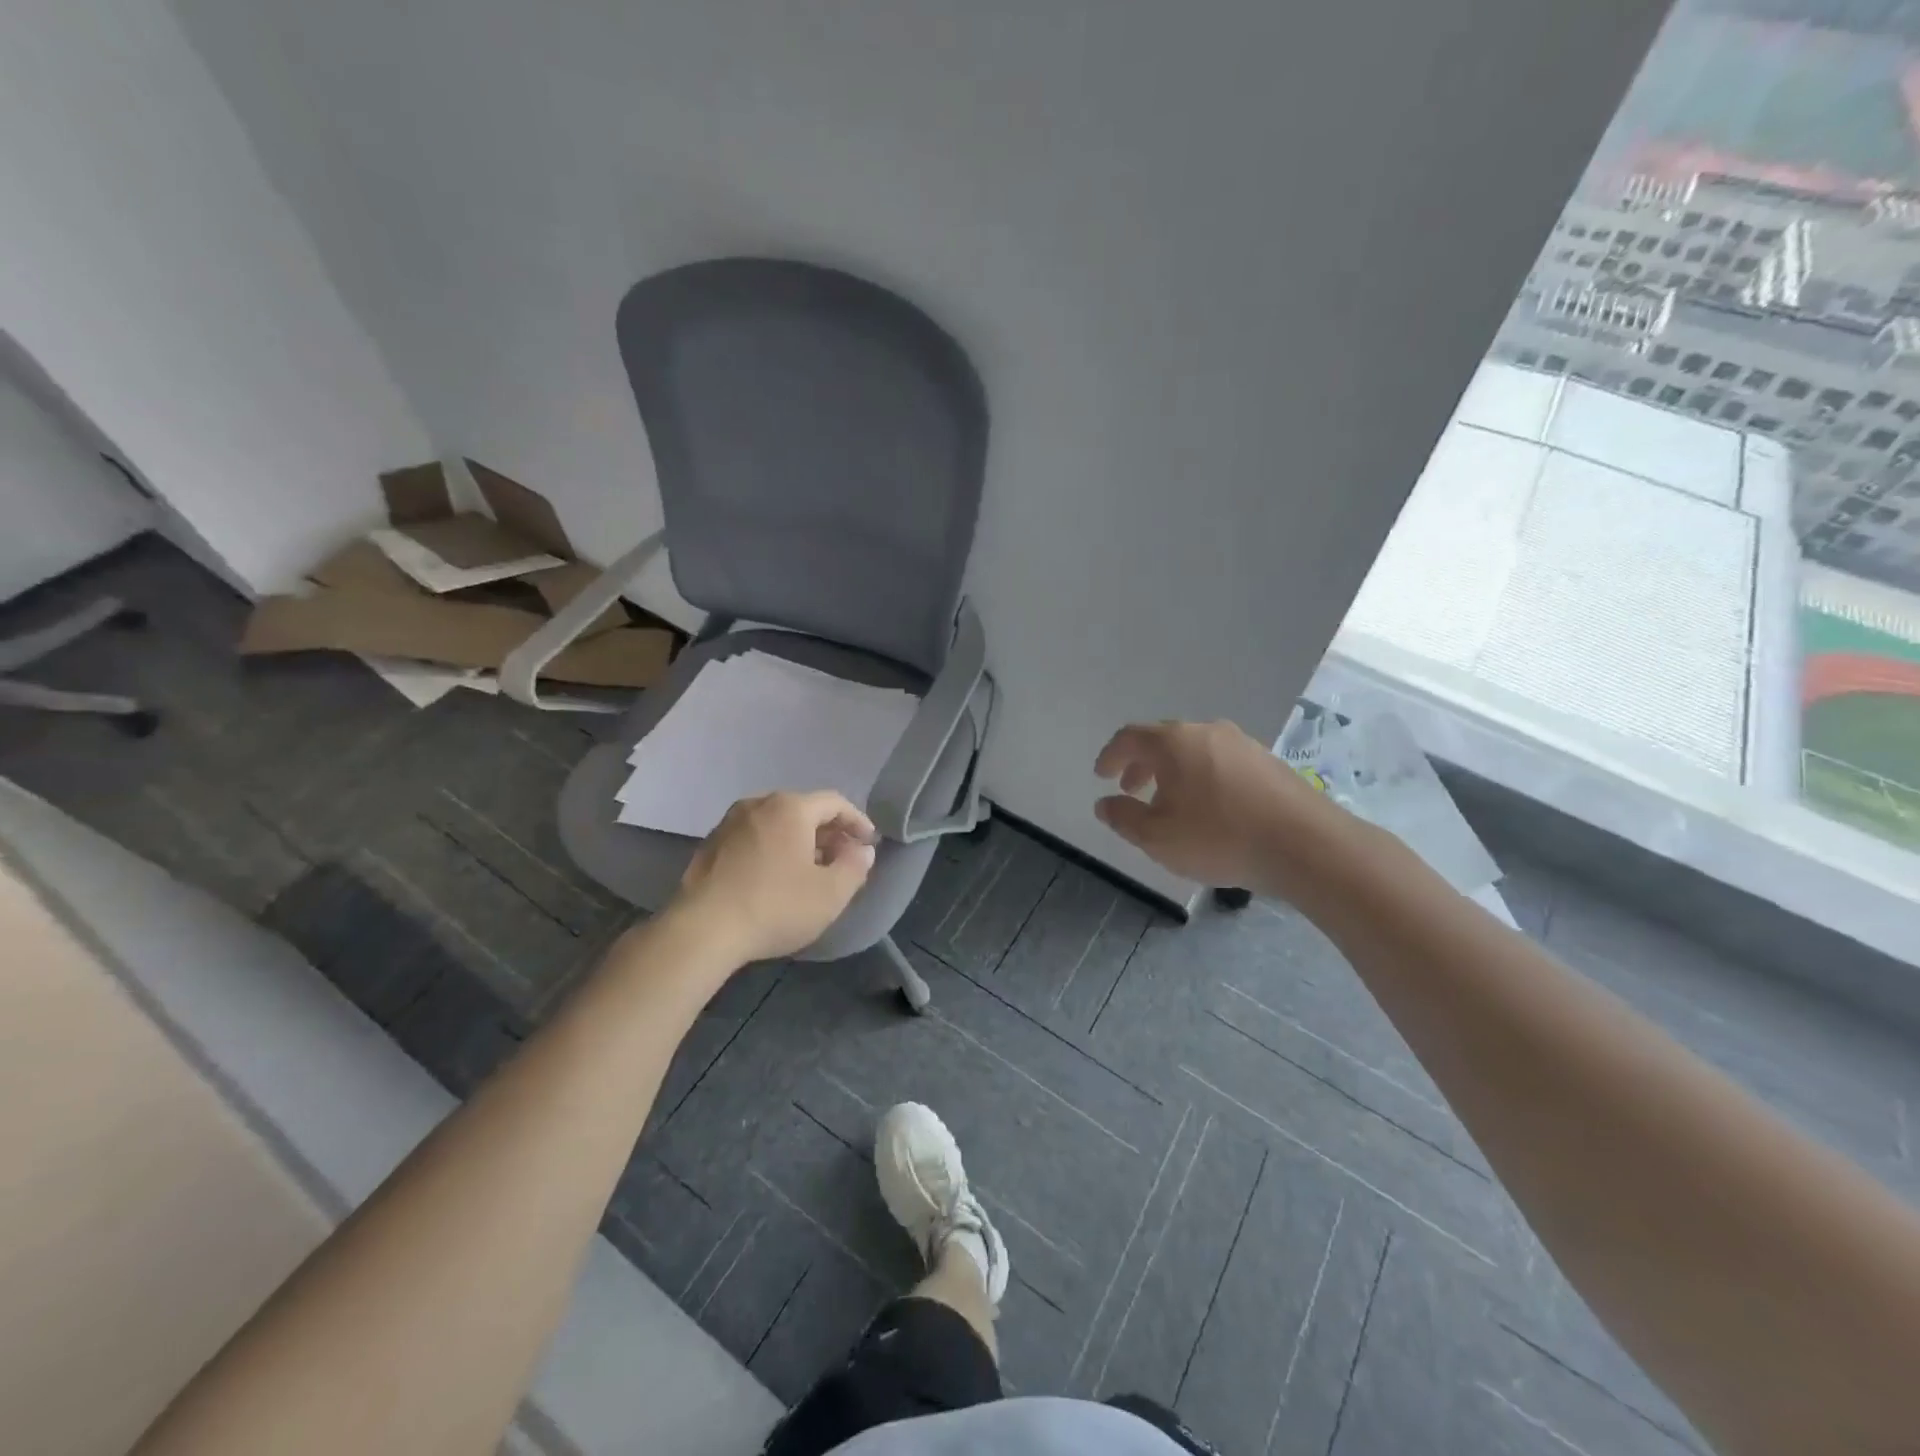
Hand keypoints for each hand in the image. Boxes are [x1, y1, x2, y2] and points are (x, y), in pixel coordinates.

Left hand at [671, 791, 877, 963]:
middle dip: (829, 833)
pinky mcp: (710, 846)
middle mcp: (758, 804)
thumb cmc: (775, 906)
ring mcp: (729, 824)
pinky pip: (754, 838)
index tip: (869, 843)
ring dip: (800, 842)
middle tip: (844, 858)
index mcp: (790, 808)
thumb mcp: (830, 893)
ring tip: (812, 870)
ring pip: (776, 824)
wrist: (703, 931)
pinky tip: (776, 878)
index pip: (834, 803)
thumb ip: (855, 867)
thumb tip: (862, 851)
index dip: (857, 821)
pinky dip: (773, 850)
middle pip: (804, 810)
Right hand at [1093, 719, 1344, 895]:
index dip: (1110, 756)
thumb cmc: (1219, 837)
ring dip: (1172, 772)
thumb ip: (1124, 818)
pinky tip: (1208, 808)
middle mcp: (1206, 731)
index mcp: (1173, 742)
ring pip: (1194, 750)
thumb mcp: (1157, 837)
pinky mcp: (1267, 761)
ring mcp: (1241, 743)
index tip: (1102, 776)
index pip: (1130, 737)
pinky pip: (1220, 761)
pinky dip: (1201, 777)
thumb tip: (1104, 803)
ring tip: (1168, 803)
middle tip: (1130, 789)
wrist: (1305, 845)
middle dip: (1141, 764)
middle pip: (1162, 740)